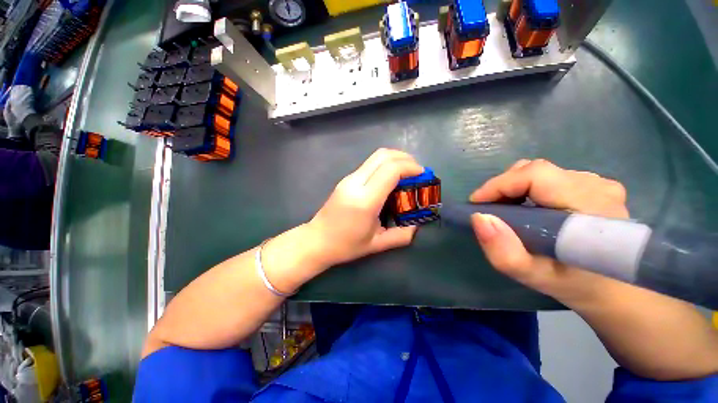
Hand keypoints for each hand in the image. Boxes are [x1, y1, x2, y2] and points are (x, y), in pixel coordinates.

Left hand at [307, 148, 423, 267]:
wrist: (316, 240)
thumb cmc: (346, 245)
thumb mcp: (377, 244)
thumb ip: (402, 235)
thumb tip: (417, 225)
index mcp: (365, 200)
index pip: (391, 170)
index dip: (410, 167)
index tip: (422, 174)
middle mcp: (355, 183)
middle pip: (383, 155)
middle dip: (405, 158)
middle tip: (417, 170)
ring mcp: (348, 179)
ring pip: (375, 156)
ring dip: (395, 159)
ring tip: (407, 172)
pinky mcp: (346, 179)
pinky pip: (369, 164)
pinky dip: (385, 164)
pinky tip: (391, 178)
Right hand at [469, 159, 628, 304]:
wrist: (615, 290)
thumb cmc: (575, 285)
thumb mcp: (534, 277)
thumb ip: (504, 252)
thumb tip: (479, 218)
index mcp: (589, 205)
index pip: (535, 175)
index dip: (500, 184)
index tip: (476, 204)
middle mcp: (597, 186)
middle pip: (535, 170)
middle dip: (502, 187)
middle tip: (489, 210)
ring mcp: (598, 183)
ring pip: (539, 172)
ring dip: (513, 188)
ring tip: (506, 212)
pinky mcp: (594, 185)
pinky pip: (548, 178)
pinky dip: (527, 189)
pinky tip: (526, 209)